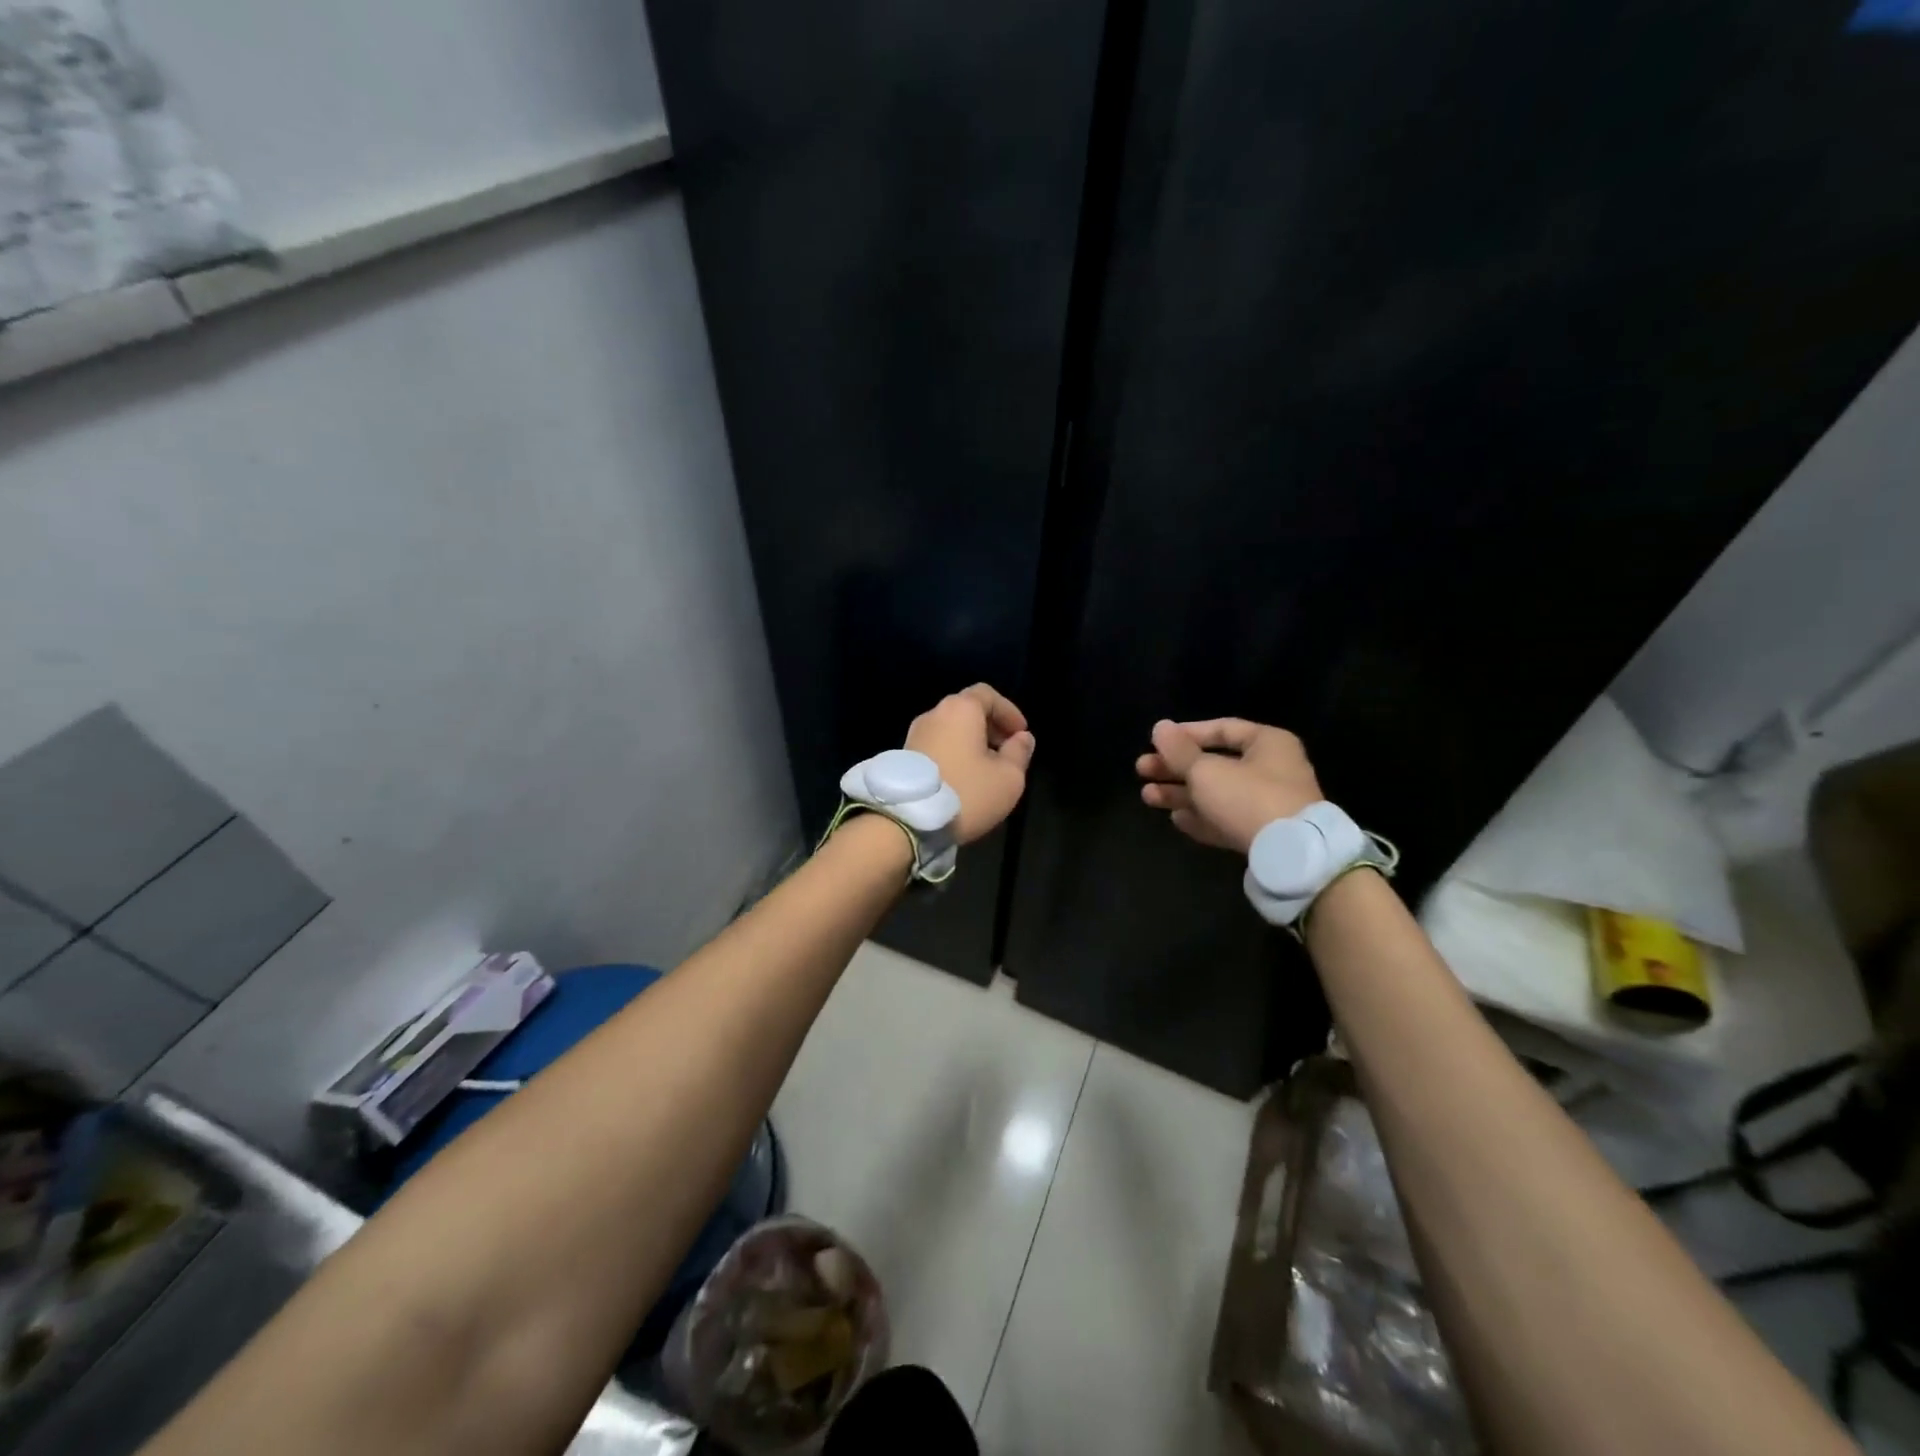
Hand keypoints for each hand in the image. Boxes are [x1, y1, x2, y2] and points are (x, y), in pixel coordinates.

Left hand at [905, 685, 1036, 843]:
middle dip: (991, 727)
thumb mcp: (1008, 778)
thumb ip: (1020, 753)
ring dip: (972, 742)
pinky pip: (937, 745)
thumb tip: (1022, 738)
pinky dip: (954, 753)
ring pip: (951, 729)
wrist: (907, 821)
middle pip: (968, 710)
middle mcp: (934, 714)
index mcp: (960, 710)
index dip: (1009, 711)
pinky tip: (963, 778)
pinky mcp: (904, 755)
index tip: (1021, 734)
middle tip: (1007, 752)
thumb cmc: (966, 793)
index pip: (988, 694)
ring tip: (987, 769)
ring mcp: (915, 734)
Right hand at [1136, 718, 1322, 854]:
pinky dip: (1201, 818)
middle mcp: (1271, 770)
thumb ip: (1179, 751)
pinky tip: (1175, 818)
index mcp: (1267, 743)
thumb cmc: (1248, 798)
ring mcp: (1268, 805)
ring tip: (1147, 796)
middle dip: (1175, 768)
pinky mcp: (1262, 835)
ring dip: (1181, 794)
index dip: (1185, 733)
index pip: (1221, 729)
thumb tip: (1160, 727)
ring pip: (1216, 794)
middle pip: (1214, 764)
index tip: (1155, 741)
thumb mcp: (1206, 770)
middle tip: (1142, 770)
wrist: (1290, 855)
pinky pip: (1225, 820)